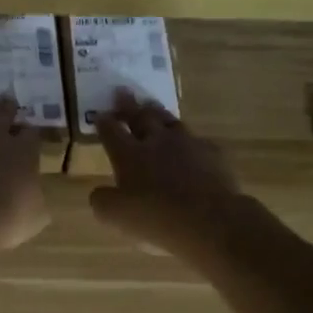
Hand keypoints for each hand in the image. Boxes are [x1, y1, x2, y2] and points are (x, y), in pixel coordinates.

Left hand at [0, 97, 49, 254]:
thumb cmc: (4, 222)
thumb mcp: (35, 218)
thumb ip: (36, 201)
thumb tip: (34, 197)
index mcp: (23, 152)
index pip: (31, 133)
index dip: (31, 134)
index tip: (30, 136)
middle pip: (3, 112)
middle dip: (6, 107)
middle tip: (7, 103)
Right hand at [89, 91, 252, 263]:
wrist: (210, 220)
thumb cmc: (156, 217)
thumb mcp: (115, 216)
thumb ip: (102, 201)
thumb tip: (100, 192)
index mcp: (129, 155)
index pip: (112, 132)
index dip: (104, 122)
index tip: (100, 114)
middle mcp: (156, 142)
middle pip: (140, 117)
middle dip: (129, 105)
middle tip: (122, 91)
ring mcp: (187, 145)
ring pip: (169, 121)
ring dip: (157, 112)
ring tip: (152, 105)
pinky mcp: (213, 155)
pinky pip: (198, 141)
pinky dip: (190, 140)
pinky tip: (191, 143)